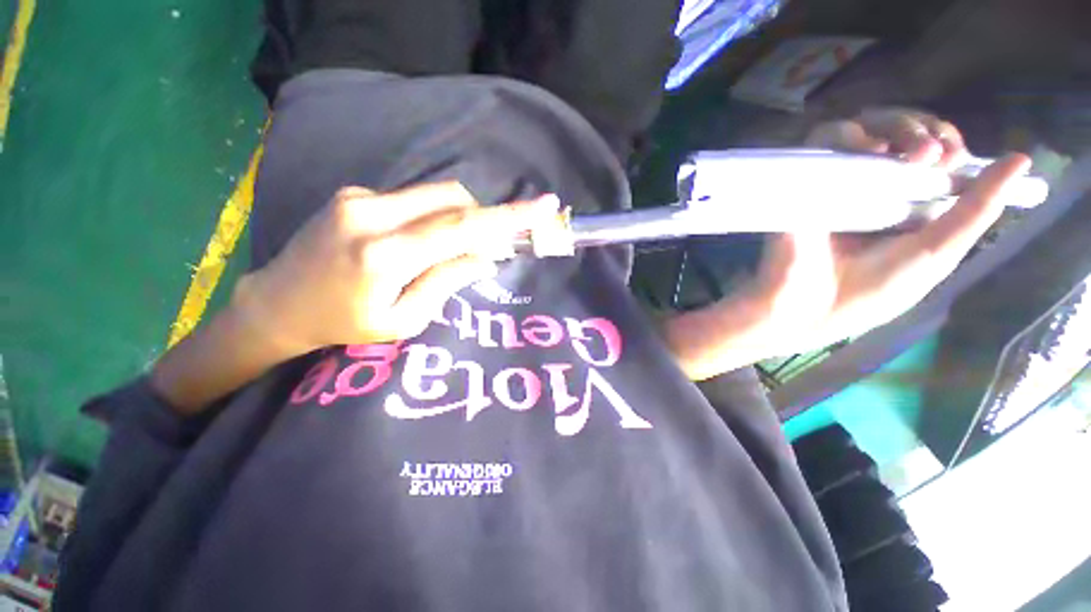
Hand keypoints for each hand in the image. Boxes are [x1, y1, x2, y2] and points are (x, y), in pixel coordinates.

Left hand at [232, 182, 558, 352]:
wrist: (279, 302)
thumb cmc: (345, 324)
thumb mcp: (405, 320)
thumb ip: (446, 281)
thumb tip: (484, 256)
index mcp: (384, 256)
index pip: (461, 227)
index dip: (508, 216)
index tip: (543, 206)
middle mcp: (371, 214)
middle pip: (453, 199)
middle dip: (482, 218)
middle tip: (487, 247)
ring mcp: (359, 197)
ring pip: (435, 195)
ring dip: (458, 218)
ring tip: (448, 251)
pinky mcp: (354, 193)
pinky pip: (413, 199)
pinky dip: (432, 217)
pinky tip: (416, 243)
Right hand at [756, 109, 1029, 353]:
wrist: (805, 307)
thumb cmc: (870, 291)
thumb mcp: (936, 253)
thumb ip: (977, 209)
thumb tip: (1020, 160)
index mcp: (900, 203)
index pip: (928, 154)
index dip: (947, 143)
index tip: (955, 158)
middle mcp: (869, 185)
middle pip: (899, 131)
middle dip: (924, 129)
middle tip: (933, 154)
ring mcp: (835, 180)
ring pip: (866, 125)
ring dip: (897, 125)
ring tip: (910, 153)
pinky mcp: (804, 181)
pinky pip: (824, 138)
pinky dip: (850, 133)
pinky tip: (872, 151)